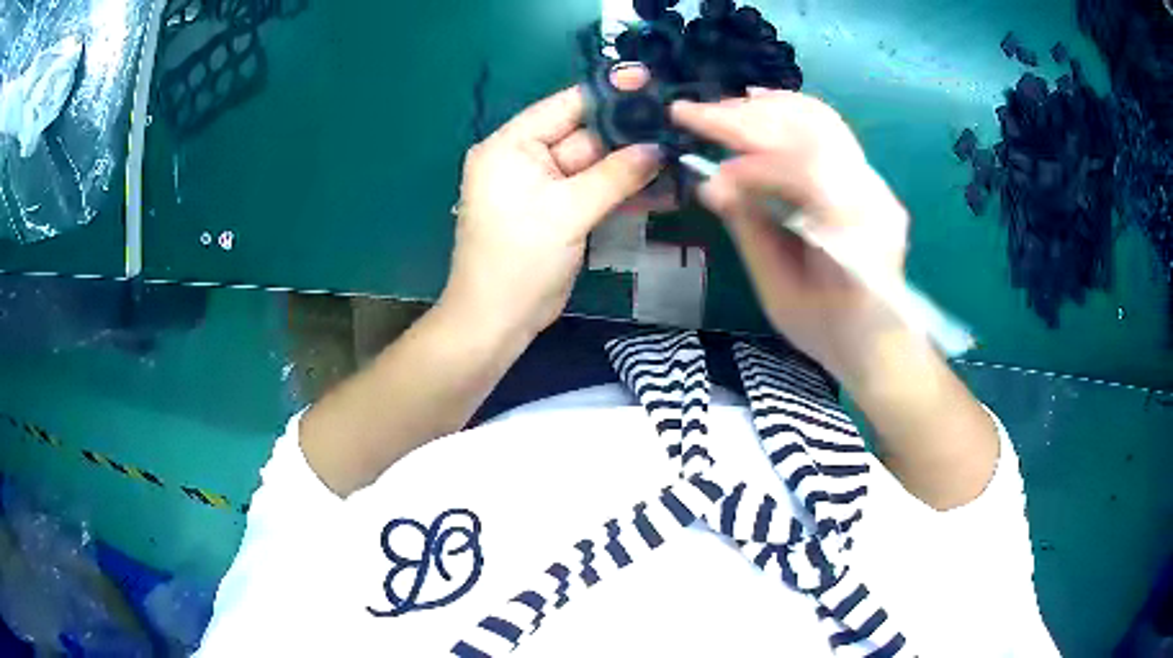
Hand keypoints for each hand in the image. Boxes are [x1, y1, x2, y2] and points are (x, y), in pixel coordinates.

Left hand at [442, 86, 661, 337]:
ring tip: (680, 157)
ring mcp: (544, 186)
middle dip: (630, 134)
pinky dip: (623, 192)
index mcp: (511, 146)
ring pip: (595, 165)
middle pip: (585, 135)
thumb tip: (658, 148)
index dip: (608, 93)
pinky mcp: (559, 211)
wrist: (497, 322)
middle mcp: (525, 158)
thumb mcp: (566, 212)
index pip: (565, 106)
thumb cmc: (519, 261)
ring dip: (633, 166)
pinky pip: (595, 191)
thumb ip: (614, 176)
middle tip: (678, 126)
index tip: (651, 82)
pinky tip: (663, 189)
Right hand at [671, 89, 911, 380]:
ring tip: (717, 108)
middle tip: (690, 114)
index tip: (707, 179)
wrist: (880, 341)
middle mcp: (873, 196)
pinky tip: (758, 102)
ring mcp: (873, 181)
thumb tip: (711, 184)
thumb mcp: (780, 296)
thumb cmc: (830, 333)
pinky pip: (827, 128)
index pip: (804, 173)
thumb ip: (752, 233)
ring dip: (763, 108)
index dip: (749, 168)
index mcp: (856, 236)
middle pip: (808, 132)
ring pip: (818, 120)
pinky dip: (789, 110)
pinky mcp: (865, 175)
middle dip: (744, 119)